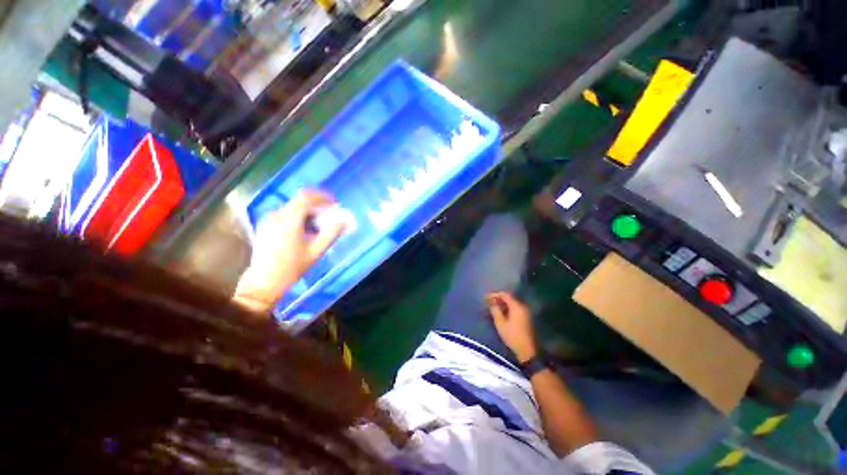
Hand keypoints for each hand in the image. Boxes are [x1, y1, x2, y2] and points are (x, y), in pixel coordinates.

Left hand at [235, 190, 344, 311]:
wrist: (264, 282)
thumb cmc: (292, 267)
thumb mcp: (316, 252)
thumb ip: (331, 234)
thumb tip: (343, 221)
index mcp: (289, 220)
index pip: (306, 197)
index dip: (322, 197)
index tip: (334, 203)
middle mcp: (276, 216)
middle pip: (299, 202)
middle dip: (317, 206)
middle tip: (328, 217)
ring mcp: (268, 221)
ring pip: (292, 208)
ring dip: (307, 213)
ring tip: (317, 228)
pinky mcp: (265, 226)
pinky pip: (285, 215)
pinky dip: (297, 218)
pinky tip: (303, 232)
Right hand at [486, 292, 536, 361]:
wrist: (527, 351)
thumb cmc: (512, 336)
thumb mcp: (500, 323)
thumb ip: (495, 310)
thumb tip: (491, 302)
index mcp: (516, 306)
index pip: (504, 294)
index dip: (494, 295)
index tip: (485, 298)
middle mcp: (522, 306)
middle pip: (509, 298)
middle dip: (498, 299)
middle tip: (488, 302)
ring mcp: (525, 312)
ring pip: (512, 303)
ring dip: (502, 304)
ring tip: (493, 308)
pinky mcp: (526, 318)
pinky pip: (515, 309)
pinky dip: (507, 309)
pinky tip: (501, 313)